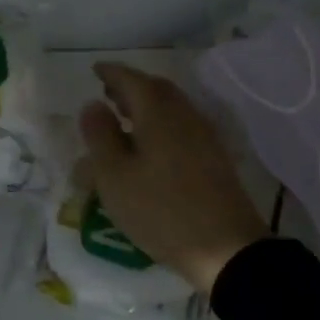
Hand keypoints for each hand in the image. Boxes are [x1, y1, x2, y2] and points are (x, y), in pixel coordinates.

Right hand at [78, 61, 268, 295]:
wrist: (227, 248)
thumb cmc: (161, 210)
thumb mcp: (114, 176)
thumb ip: (100, 135)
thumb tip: (92, 104)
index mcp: (157, 111)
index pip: (130, 78)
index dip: (110, 72)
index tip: (94, 70)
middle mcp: (183, 114)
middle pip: (155, 88)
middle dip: (130, 86)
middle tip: (107, 93)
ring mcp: (203, 135)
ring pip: (170, 106)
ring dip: (146, 105)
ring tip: (124, 119)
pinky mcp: (214, 157)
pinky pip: (181, 125)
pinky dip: (160, 123)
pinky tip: (150, 145)